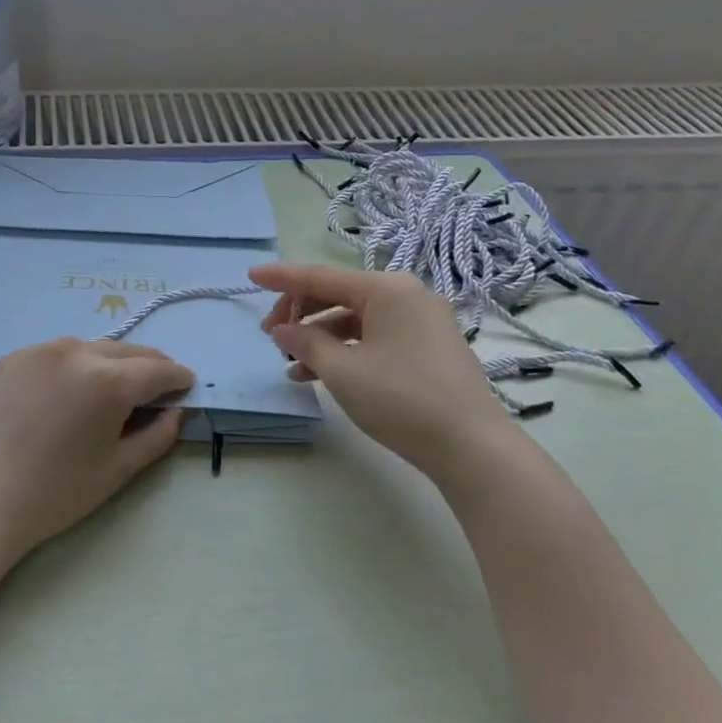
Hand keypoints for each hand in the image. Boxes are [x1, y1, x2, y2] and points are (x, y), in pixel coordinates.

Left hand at [0, 338, 192, 558]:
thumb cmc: (53, 494)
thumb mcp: (116, 470)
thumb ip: (157, 436)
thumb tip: (177, 412)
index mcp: (108, 380)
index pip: (158, 369)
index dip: (178, 379)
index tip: (186, 388)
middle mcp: (75, 351)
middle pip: (126, 352)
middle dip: (149, 367)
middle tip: (157, 389)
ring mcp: (38, 350)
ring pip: (89, 349)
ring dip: (110, 364)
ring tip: (110, 392)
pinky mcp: (9, 359)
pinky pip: (54, 355)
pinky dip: (72, 367)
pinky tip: (65, 394)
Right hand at [251, 262, 506, 477]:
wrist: (470, 447)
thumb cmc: (401, 400)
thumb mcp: (342, 371)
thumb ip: (306, 343)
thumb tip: (283, 330)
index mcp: (387, 289)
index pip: (321, 276)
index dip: (282, 277)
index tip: (251, 275)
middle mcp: (406, 296)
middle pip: (339, 295)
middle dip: (301, 314)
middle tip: (271, 338)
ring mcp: (421, 321)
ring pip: (355, 320)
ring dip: (320, 338)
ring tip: (290, 365)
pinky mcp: (427, 347)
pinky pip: (374, 338)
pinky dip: (345, 351)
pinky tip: (319, 375)